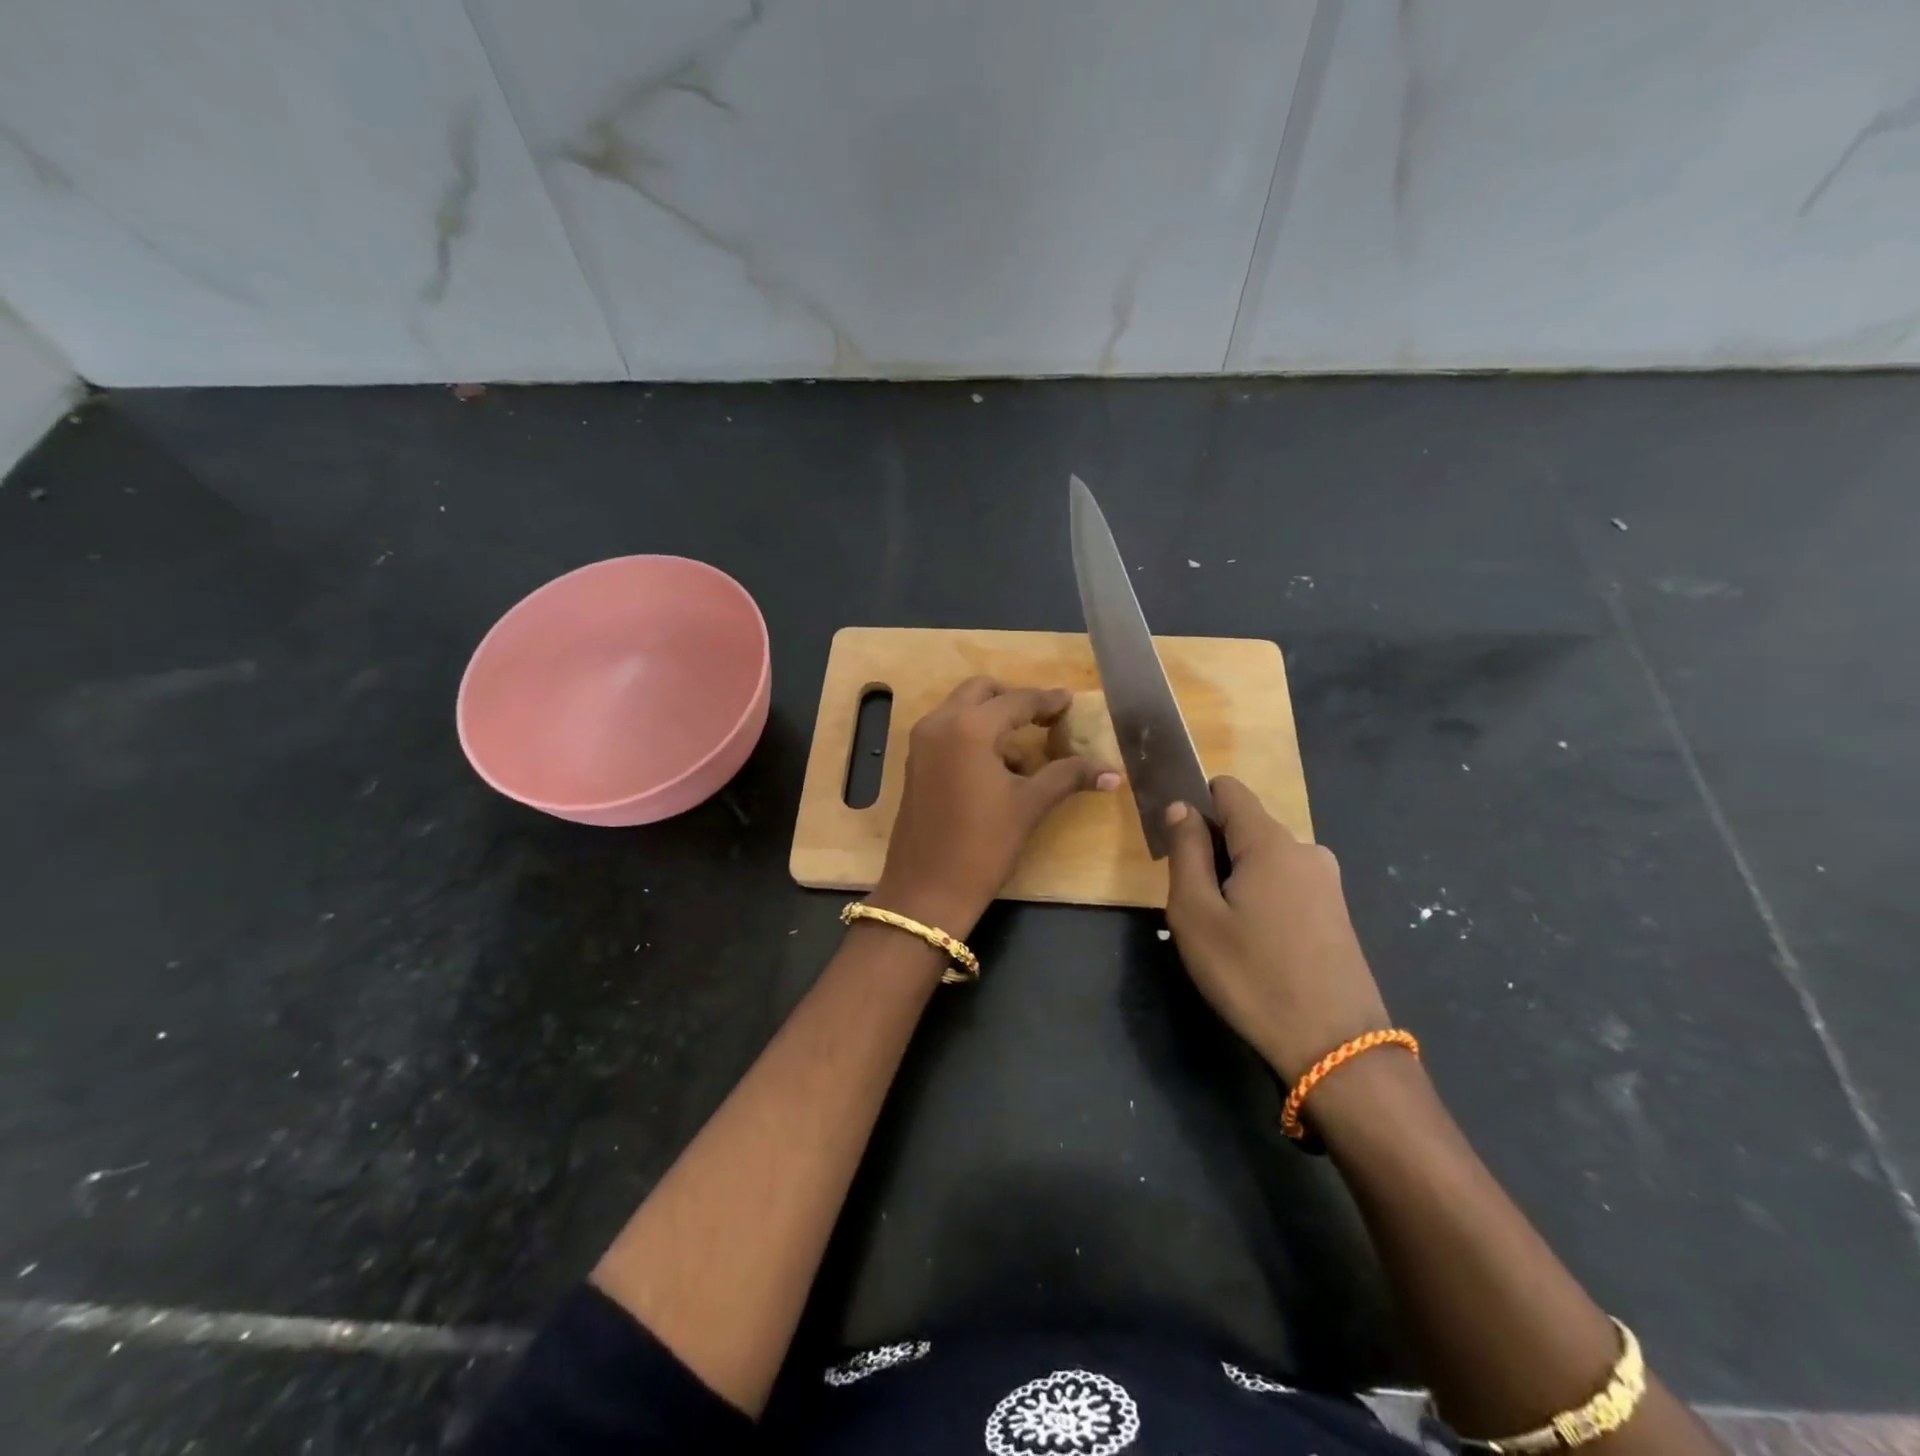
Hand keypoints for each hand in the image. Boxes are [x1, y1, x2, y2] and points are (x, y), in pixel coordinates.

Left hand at [871, 678, 1119, 937]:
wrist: (926, 889)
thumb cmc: (982, 845)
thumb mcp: (1029, 806)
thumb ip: (1068, 777)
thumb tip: (1113, 772)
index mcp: (969, 728)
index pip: (1017, 701)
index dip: (1047, 701)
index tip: (1070, 701)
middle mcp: (939, 723)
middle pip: (981, 691)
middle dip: (1014, 699)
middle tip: (1044, 717)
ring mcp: (922, 742)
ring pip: (961, 710)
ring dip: (992, 718)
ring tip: (1025, 750)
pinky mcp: (915, 762)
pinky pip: (948, 731)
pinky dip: (973, 735)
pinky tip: (998, 768)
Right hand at [1163, 777, 1390, 1081]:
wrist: (1335, 1048)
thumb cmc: (1252, 975)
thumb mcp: (1196, 914)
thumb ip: (1186, 851)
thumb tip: (1182, 807)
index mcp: (1270, 842)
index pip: (1228, 790)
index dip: (1196, 806)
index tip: (1178, 847)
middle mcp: (1305, 849)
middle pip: (1245, 827)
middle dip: (1214, 851)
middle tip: (1195, 905)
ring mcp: (1327, 882)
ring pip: (1264, 859)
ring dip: (1237, 879)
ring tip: (1224, 932)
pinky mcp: (1336, 913)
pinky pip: (1286, 884)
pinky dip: (1262, 899)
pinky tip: (1256, 945)